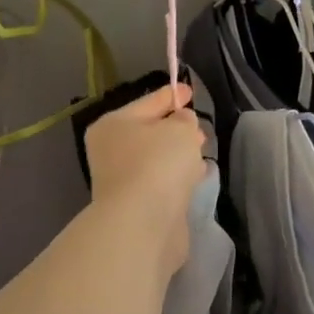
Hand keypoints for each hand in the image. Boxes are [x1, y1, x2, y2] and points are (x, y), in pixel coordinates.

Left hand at [83, 83, 206, 272]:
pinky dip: (177, 176)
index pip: (147, 102)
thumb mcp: (179, 129)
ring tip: (201, 151)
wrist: (143, 222)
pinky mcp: (138, 205)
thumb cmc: (158, 164)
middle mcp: (112, 151)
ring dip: (177, 155)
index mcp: (113, 125)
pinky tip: (196, 175)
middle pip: (149, 132)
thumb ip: (184, 120)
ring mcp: (123, 180)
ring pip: (156, 158)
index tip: (190, 90)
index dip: (171, 94)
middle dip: (175, 128)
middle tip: (198, 127)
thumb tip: (182, 124)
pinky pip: (163, 181)